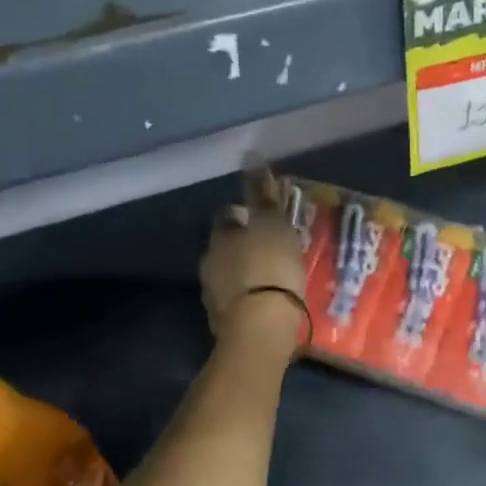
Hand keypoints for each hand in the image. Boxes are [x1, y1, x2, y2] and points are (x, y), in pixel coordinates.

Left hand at [200, 170, 309, 347]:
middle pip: (226, 244)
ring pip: (229, 272)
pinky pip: (236, 298)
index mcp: (222, 235)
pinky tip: (267, 299)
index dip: (245, 214)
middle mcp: (210, 260)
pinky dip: (249, 295)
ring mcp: (213, 292)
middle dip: (244, 243)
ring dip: (246, 270)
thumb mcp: (274, 226)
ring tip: (272, 275)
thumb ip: (263, 195)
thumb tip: (252, 157)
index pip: (228, 215)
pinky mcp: (221, 319)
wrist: (260, 327)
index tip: (263, 217)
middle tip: (271, 247)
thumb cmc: (271, 268)